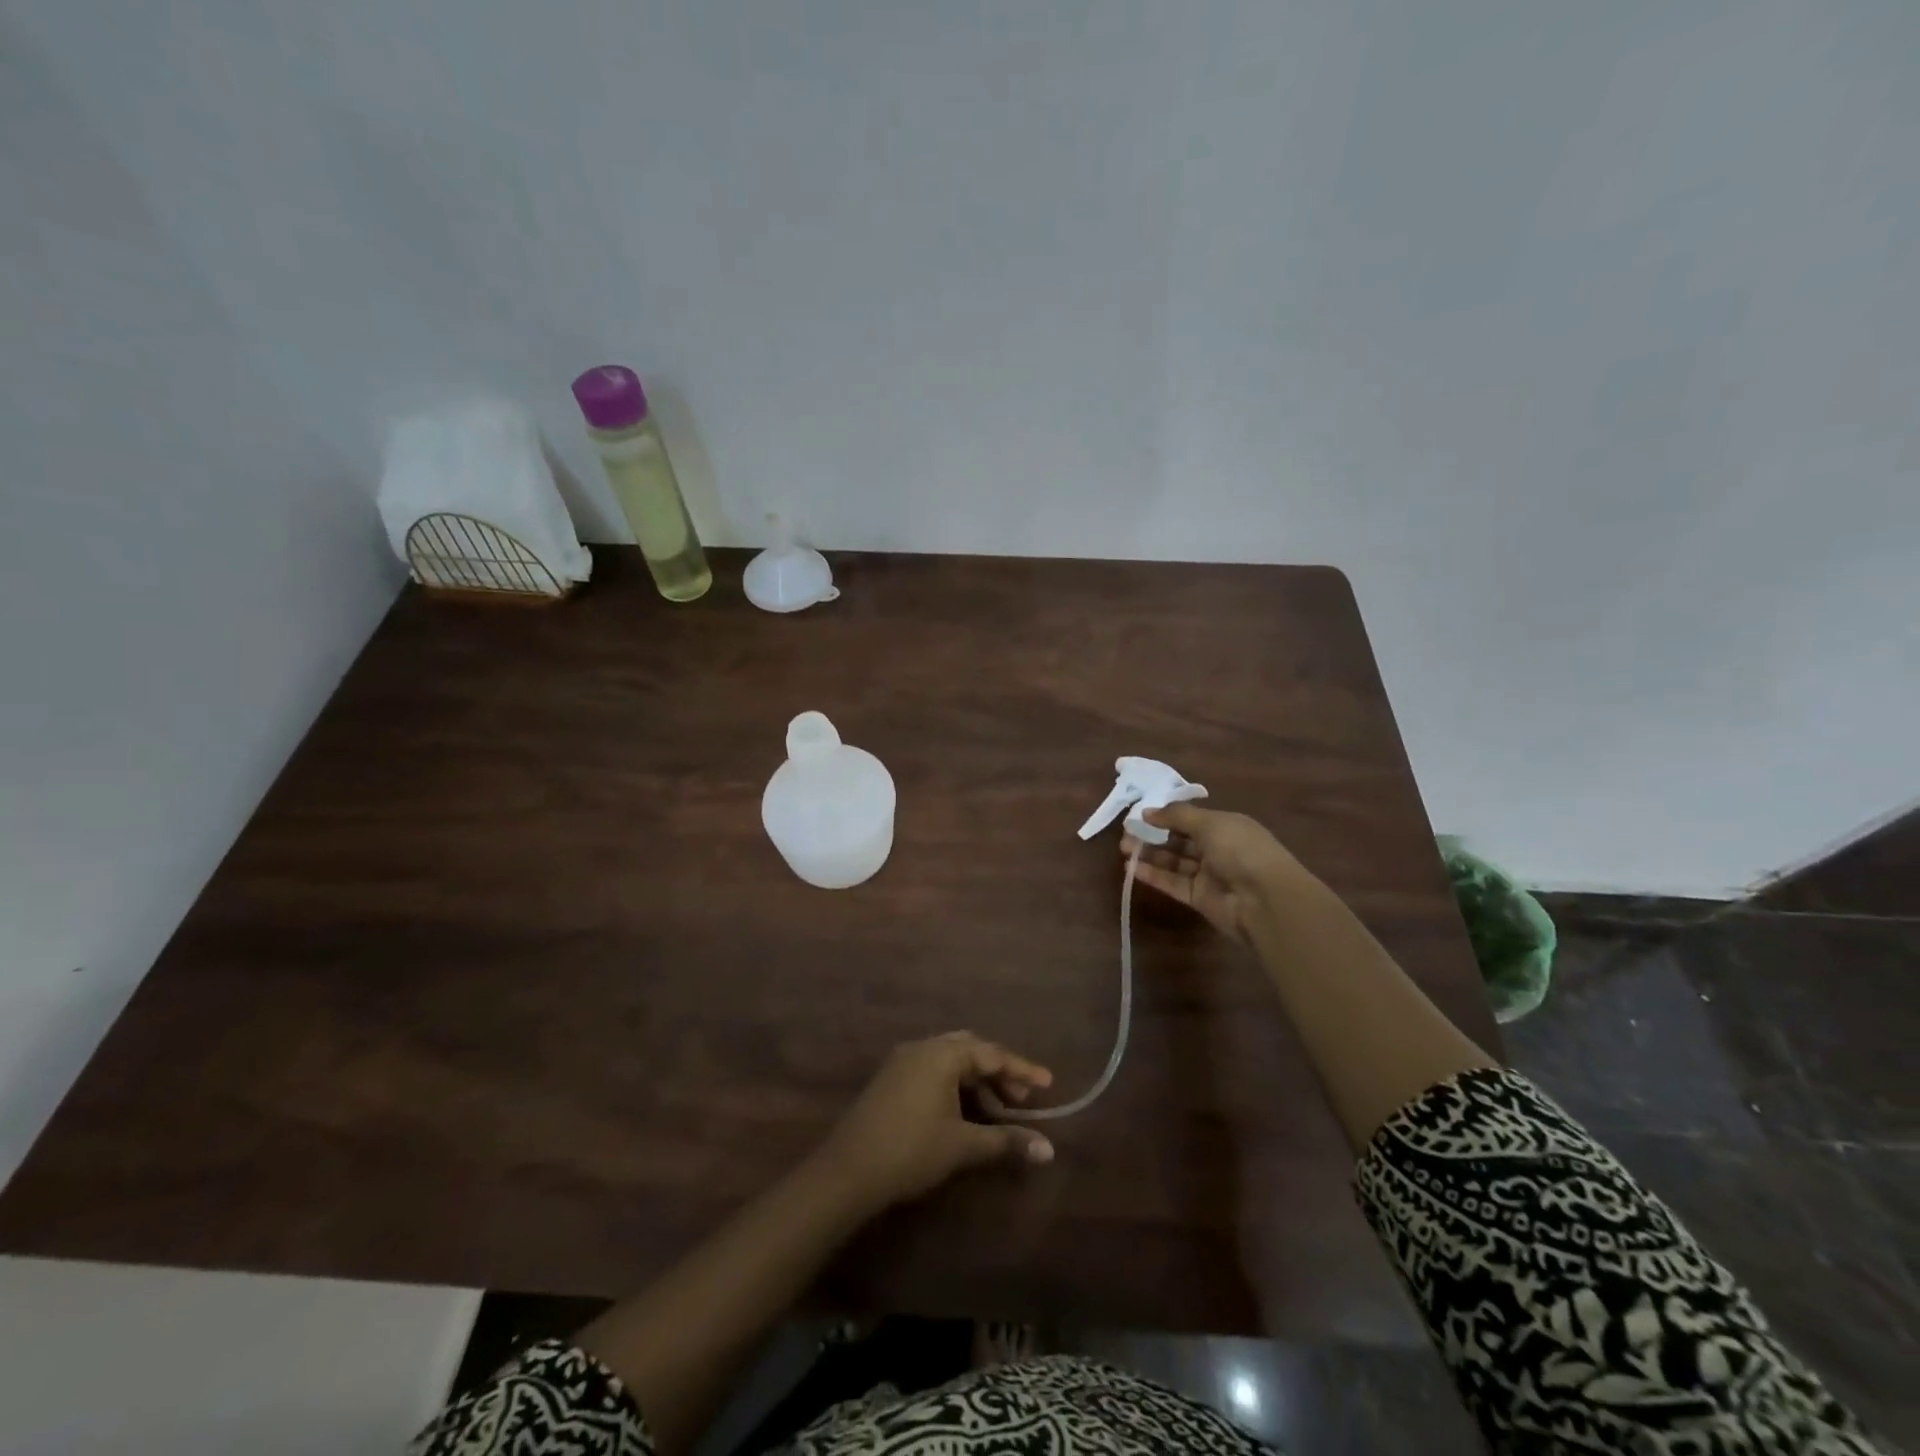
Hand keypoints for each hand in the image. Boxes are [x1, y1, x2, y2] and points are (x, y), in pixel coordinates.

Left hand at [815, 1033, 1054, 1211]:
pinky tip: (965, 1114)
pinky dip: (956, 1086)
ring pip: (951, 1061)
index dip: (1022, 1069)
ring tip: (998, 1113)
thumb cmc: (911, 1150)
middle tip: (1021, 1100)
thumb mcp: (963, 1146)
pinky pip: (934, 1071)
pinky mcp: (891, 1080)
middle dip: (999, 1072)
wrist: (847, 1172)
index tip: (1048, 1084)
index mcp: (941, 1053)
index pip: (991, 1053)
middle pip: (971, 1050)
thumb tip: (1048, 1150)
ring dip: (977, 1082)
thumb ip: (1006, 1141)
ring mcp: (903, 1061)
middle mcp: (922, 1047)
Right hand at [1121, 803, 1301, 943]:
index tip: (1139, 815)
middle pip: (1179, 840)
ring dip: (1150, 855)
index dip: (1166, 816)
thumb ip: (1176, 816)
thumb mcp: (1210, 823)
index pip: (1191, 819)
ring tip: (1124, 849)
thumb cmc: (1241, 850)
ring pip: (1174, 862)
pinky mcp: (1199, 898)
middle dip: (1153, 835)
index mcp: (1226, 826)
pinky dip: (1153, 876)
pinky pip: (1172, 883)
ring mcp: (1208, 875)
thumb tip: (1147, 811)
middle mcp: (1217, 849)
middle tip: (1126, 834)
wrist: (1264, 900)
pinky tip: (1131, 869)